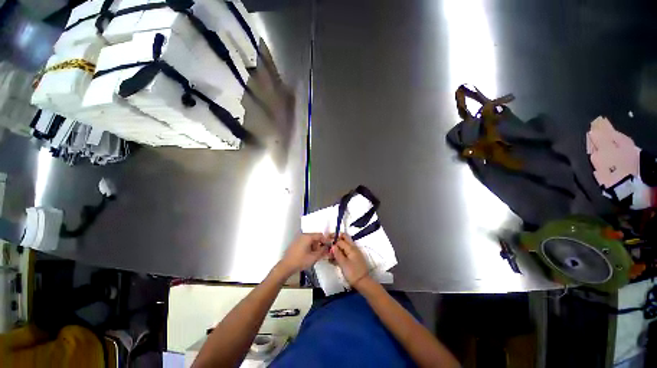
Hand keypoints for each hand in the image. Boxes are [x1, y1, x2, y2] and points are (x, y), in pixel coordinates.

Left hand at [279, 233, 329, 274]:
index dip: (326, 240)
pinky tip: (309, 255)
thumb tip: (328, 248)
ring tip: (315, 255)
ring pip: (310, 240)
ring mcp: (298, 239)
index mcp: (308, 237)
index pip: (320, 235)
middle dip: (320, 244)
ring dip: (314, 246)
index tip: (329, 247)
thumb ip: (322, 251)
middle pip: (315, 237)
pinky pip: (305, 242)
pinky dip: (309, 247)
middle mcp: (303, 235)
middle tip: (322, 252)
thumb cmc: (300, 261)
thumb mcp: (314, 257)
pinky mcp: (295, 243)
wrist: (286, 266)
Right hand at [332, 233, 372, 289]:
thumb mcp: (343, 264)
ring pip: (345, 244)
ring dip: (338, 245)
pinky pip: (346, 251)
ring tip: (330, 251)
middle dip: (336, 239)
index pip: (340, 240)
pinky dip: (341, 251)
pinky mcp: (354, 257)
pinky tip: (335, 257)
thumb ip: (337, 254)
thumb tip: (332, 245)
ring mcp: (354, 252)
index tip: (326, 241)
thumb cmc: (353, 273)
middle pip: (344, 238)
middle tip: (329, 242)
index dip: (333, 240)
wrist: (363, 282)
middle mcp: (353, 247)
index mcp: (351, 248)